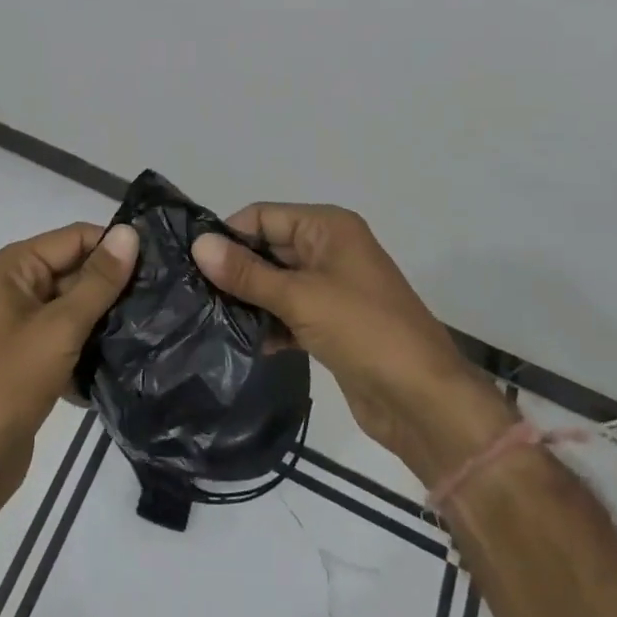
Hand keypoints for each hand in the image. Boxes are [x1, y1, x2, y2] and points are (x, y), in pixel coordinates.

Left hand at [0, 221, 137, 501]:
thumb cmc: (10, 382)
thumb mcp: (60, 326)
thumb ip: (98, 281)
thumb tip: (130, 233)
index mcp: (15, 267)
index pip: (76, 237)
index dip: (115, 246)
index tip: (162, 262)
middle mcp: (16, 287)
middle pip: (77, 270)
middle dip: (115, 284)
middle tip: (166, 296)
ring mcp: (23, 325)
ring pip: (77, 307)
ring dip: (108, 318)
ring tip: (156, 324)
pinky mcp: (32, 359)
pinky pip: (71, 338)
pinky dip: (93, 346)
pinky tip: (129, 359)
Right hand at [192, 204, 509, 473]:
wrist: (424, 401)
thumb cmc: (364, 331)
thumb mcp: (300, 297)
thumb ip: (247, 273)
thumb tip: (199, 244)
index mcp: (328, 227)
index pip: (264, 215)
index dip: (229, 235)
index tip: (192, 262)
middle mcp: (329, 249)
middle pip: (268, 247)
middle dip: (235, 269)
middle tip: (192, 292)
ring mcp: (331, 288)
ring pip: (276, 282)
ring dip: (248, 299)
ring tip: (208, 317)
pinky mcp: (331, 323)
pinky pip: (288, 311)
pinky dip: (268, 323)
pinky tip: (242, 342)